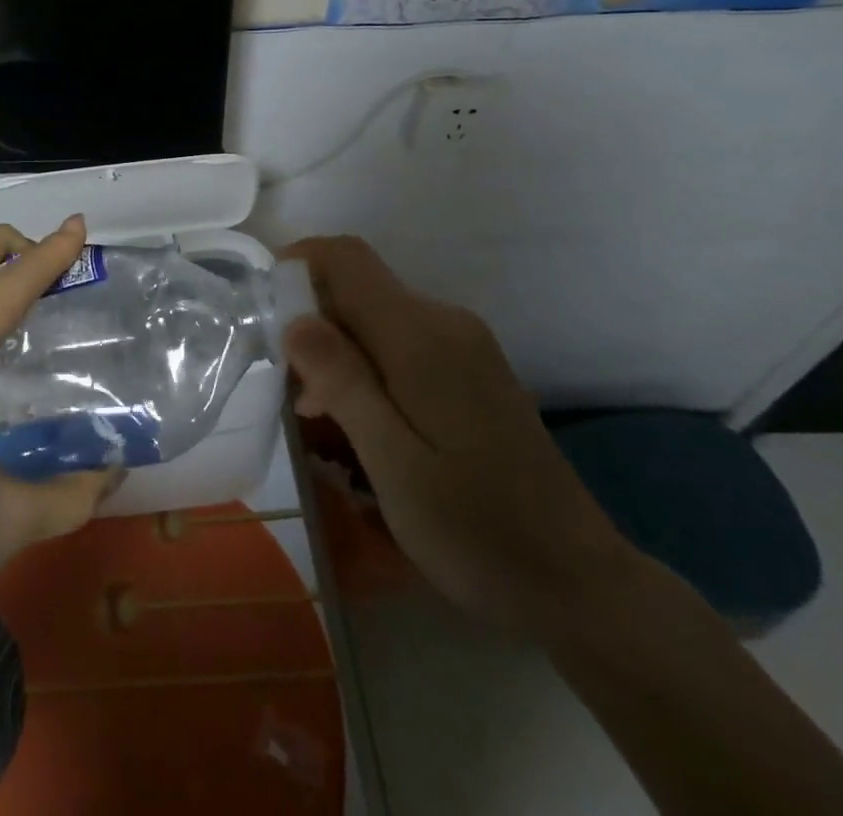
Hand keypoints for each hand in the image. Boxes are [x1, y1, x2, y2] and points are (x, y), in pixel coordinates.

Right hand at [281, 236, 641, 637]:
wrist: (580, 585)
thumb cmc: (476, 529)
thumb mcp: (394, 463)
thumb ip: (343, 382)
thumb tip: (296, 318)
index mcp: (421, 335)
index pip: (346, 257)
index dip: (296, 264)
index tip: (262, 310)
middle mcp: (444, 322)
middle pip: (357, 286)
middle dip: (309, 320)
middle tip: (284, 387)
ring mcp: (463, 346)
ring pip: (375, 316)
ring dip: (335, 350)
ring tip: (314, 415)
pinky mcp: (471, 371)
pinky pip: (401, 342)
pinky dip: (365, 365)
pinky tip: (359, 422)